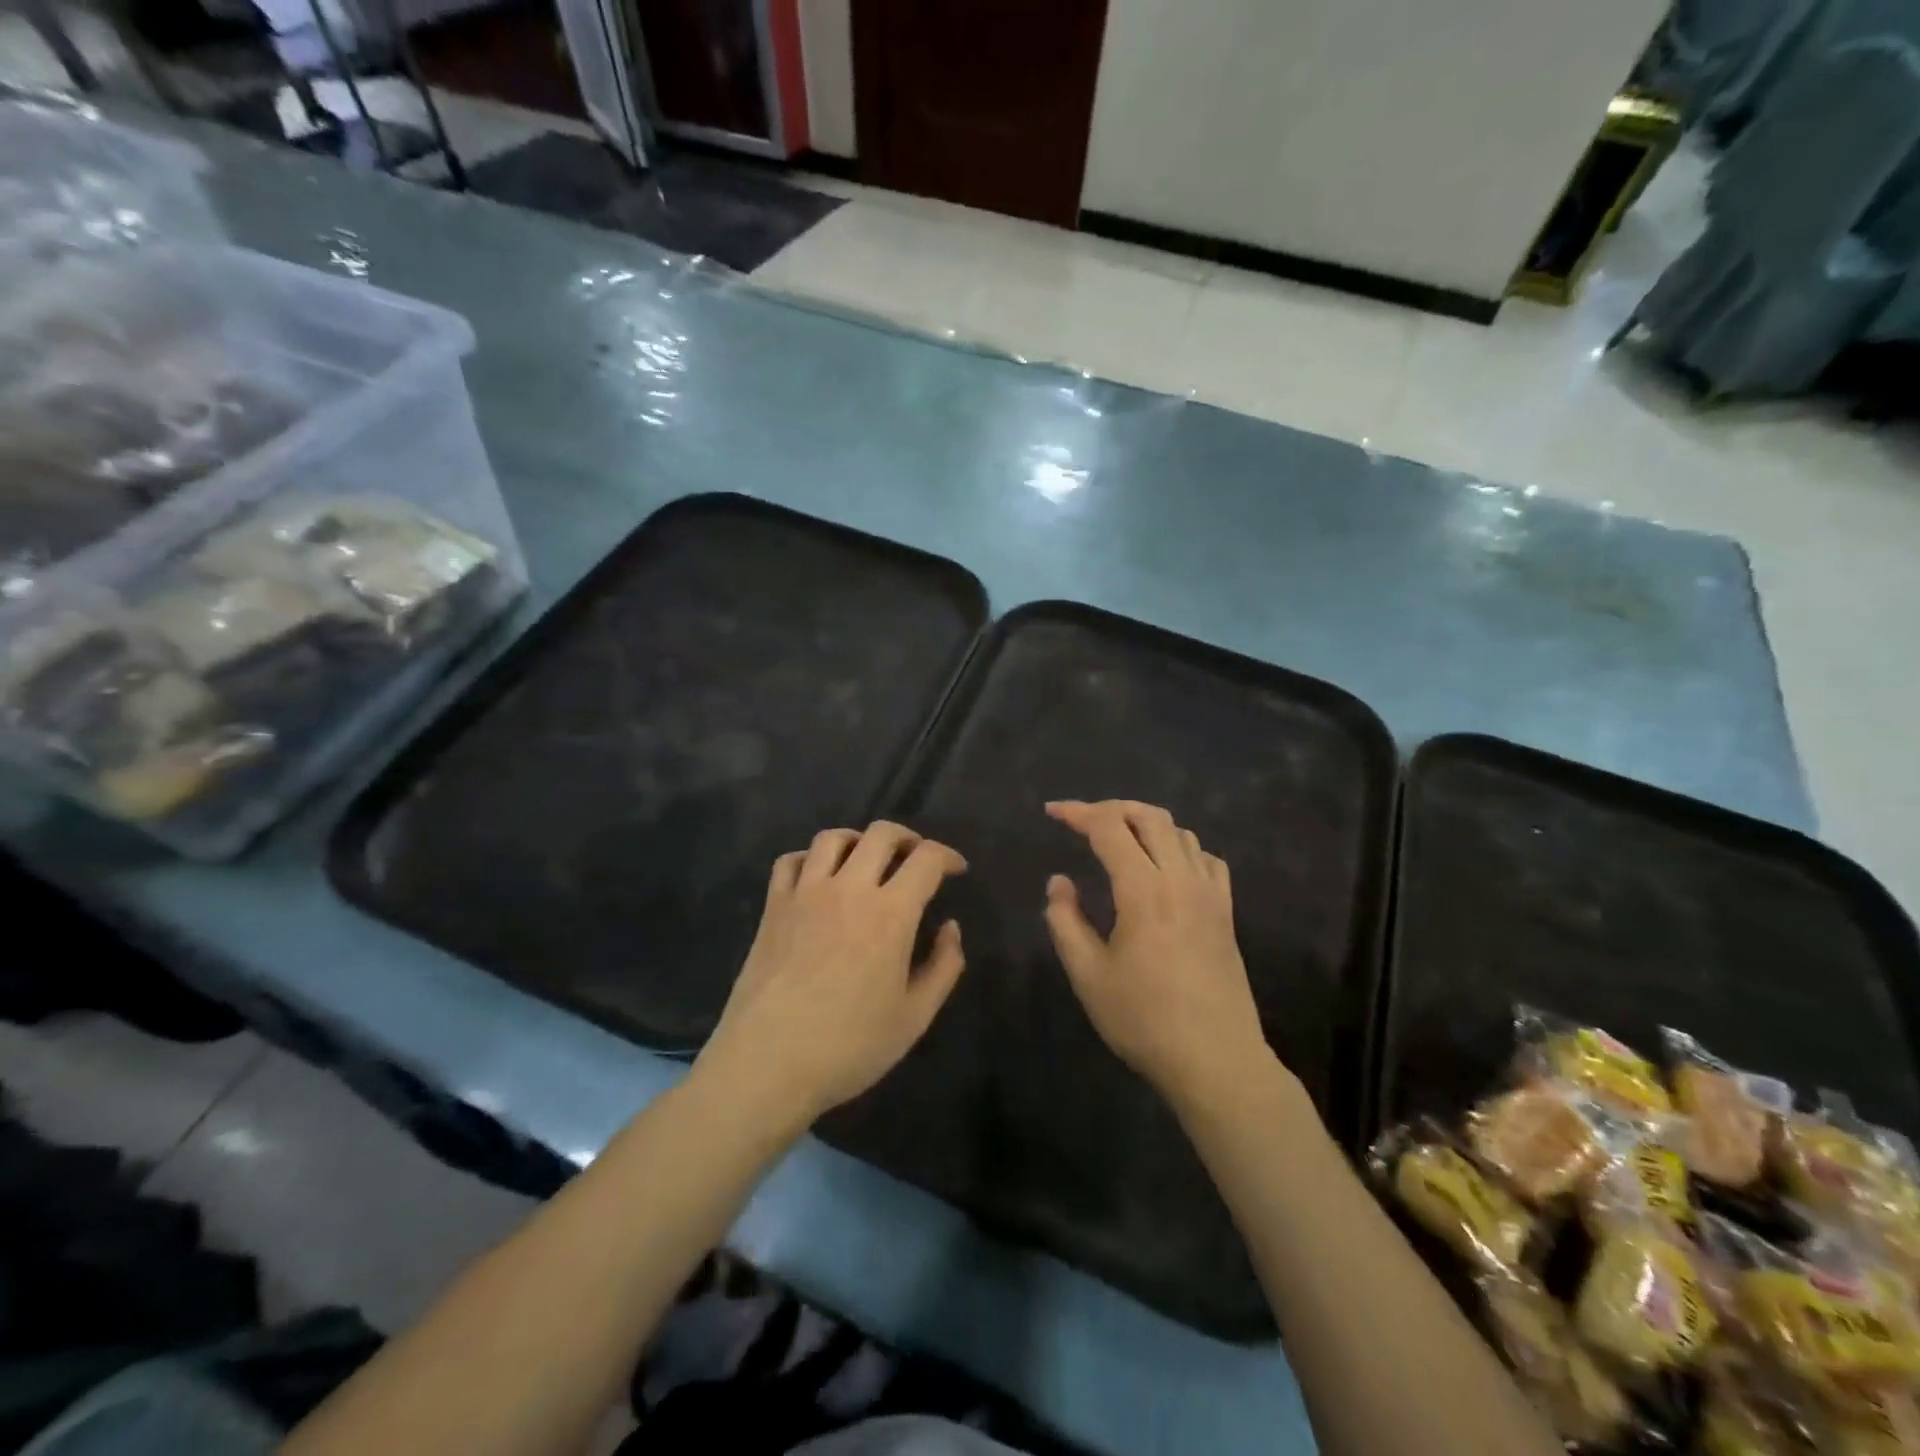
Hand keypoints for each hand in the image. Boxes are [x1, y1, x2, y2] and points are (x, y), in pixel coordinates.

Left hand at [698, 822, 967, 1123]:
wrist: (767, 1064)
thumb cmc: (849, 1046)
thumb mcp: (914, 1016)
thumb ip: (944, 966)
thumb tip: (950, 927)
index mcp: (890, 913)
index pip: (926, 859)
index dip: (947, 856)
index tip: (956, 870)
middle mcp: (848, 889)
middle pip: (881, 834)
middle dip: (908, 838)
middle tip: (916, 858)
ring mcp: (805, 893)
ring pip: (833, 838)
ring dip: (858, 840)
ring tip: (867, 861)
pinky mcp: (773, 907)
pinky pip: (789, 861)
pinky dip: (809, 858)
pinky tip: (818, 878)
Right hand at [1043, 800, 1270, 1105]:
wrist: (1216, 1060)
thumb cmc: (1144, 1020)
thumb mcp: (1088, 975)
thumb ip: (1066, 922)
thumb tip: (1059, 882)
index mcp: (1144, 890)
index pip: (1109, 827)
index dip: (1078, 812)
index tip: (1052, 812)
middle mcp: (1181, 879)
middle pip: (1150, 816)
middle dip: (1113, 808)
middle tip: (1084, 821)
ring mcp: (1210, 894)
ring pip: (1181, 832)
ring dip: (1147, 824)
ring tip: (1120, 840)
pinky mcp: (1226, 912)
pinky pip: (1206, 859)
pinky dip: (1180, 848)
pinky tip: (1167, 868)